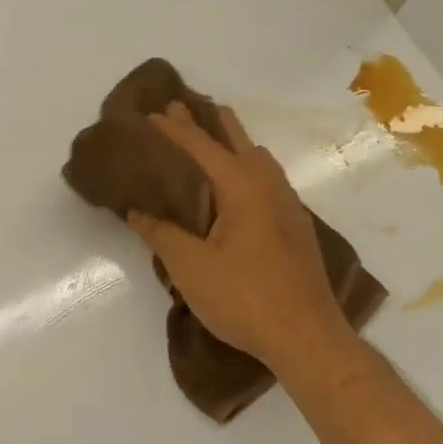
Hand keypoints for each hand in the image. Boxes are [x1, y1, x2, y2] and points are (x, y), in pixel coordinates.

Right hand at [127, 103, 353, 369]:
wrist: (306, 335)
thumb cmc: (244, 298)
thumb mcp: (191, 268)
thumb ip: (161, 234)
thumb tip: (136, 210)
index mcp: (241, 186)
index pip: (201, 146)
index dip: (174, 129)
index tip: (152, 113)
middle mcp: (268, 185)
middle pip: (237, 140)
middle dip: (208, 122)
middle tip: (183, 108)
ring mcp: (287, 205)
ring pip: (258, 159)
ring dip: (232, 143)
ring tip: (211, 140)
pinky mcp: (294, 226)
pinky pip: (266, 179)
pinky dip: (245, 167)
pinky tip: (237, 187)